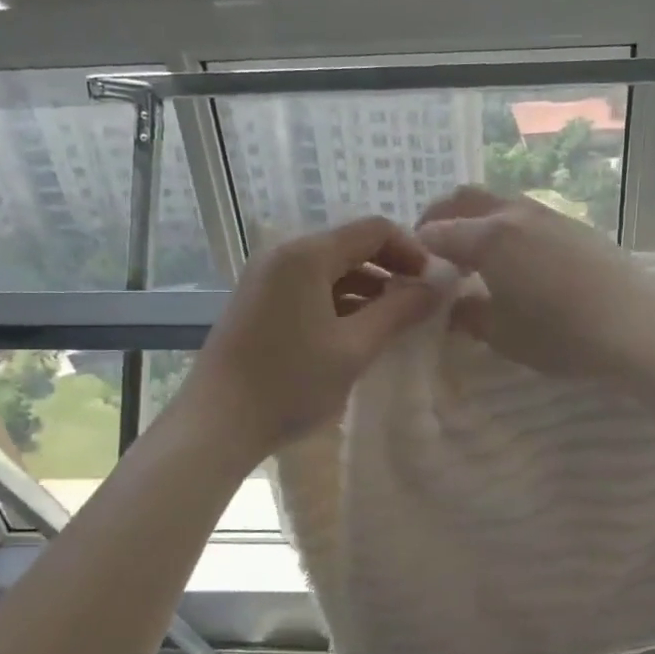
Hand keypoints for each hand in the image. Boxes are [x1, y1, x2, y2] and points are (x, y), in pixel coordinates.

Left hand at [183, 217, 446, 454]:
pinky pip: (310, 288)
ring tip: (395, 324)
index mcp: (307, 255)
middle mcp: (283, 254)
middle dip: (391, 270)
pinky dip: (340, 302)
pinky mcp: (259, 301)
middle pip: (351, 246)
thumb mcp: (354, 348)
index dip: (412, 251)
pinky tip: (358, 333)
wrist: (217, 423)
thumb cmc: (290, 383)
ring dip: (368, 289)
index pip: (374, 230)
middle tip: (420, 306)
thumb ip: (399, 311)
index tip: (435, 285)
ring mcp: (266, 277)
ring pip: (331, 269)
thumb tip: (438, 285)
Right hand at [415, 187, 654, 376]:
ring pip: (499, 202)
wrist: (635, 325)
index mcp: (488, 238)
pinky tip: (518, 258)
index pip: (438, 232)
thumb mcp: (502, 335)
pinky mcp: (575, 225)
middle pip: (465, 200)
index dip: (419, 248)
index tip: (413, 268)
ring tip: (475, 252)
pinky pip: (527, 215)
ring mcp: (548, 214)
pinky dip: (507, 227)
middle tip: (433, 247)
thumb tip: (452, 306)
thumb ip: (468, 316)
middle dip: (441, 217)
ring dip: (477, 219)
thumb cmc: (560, 335)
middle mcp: (515, 214)